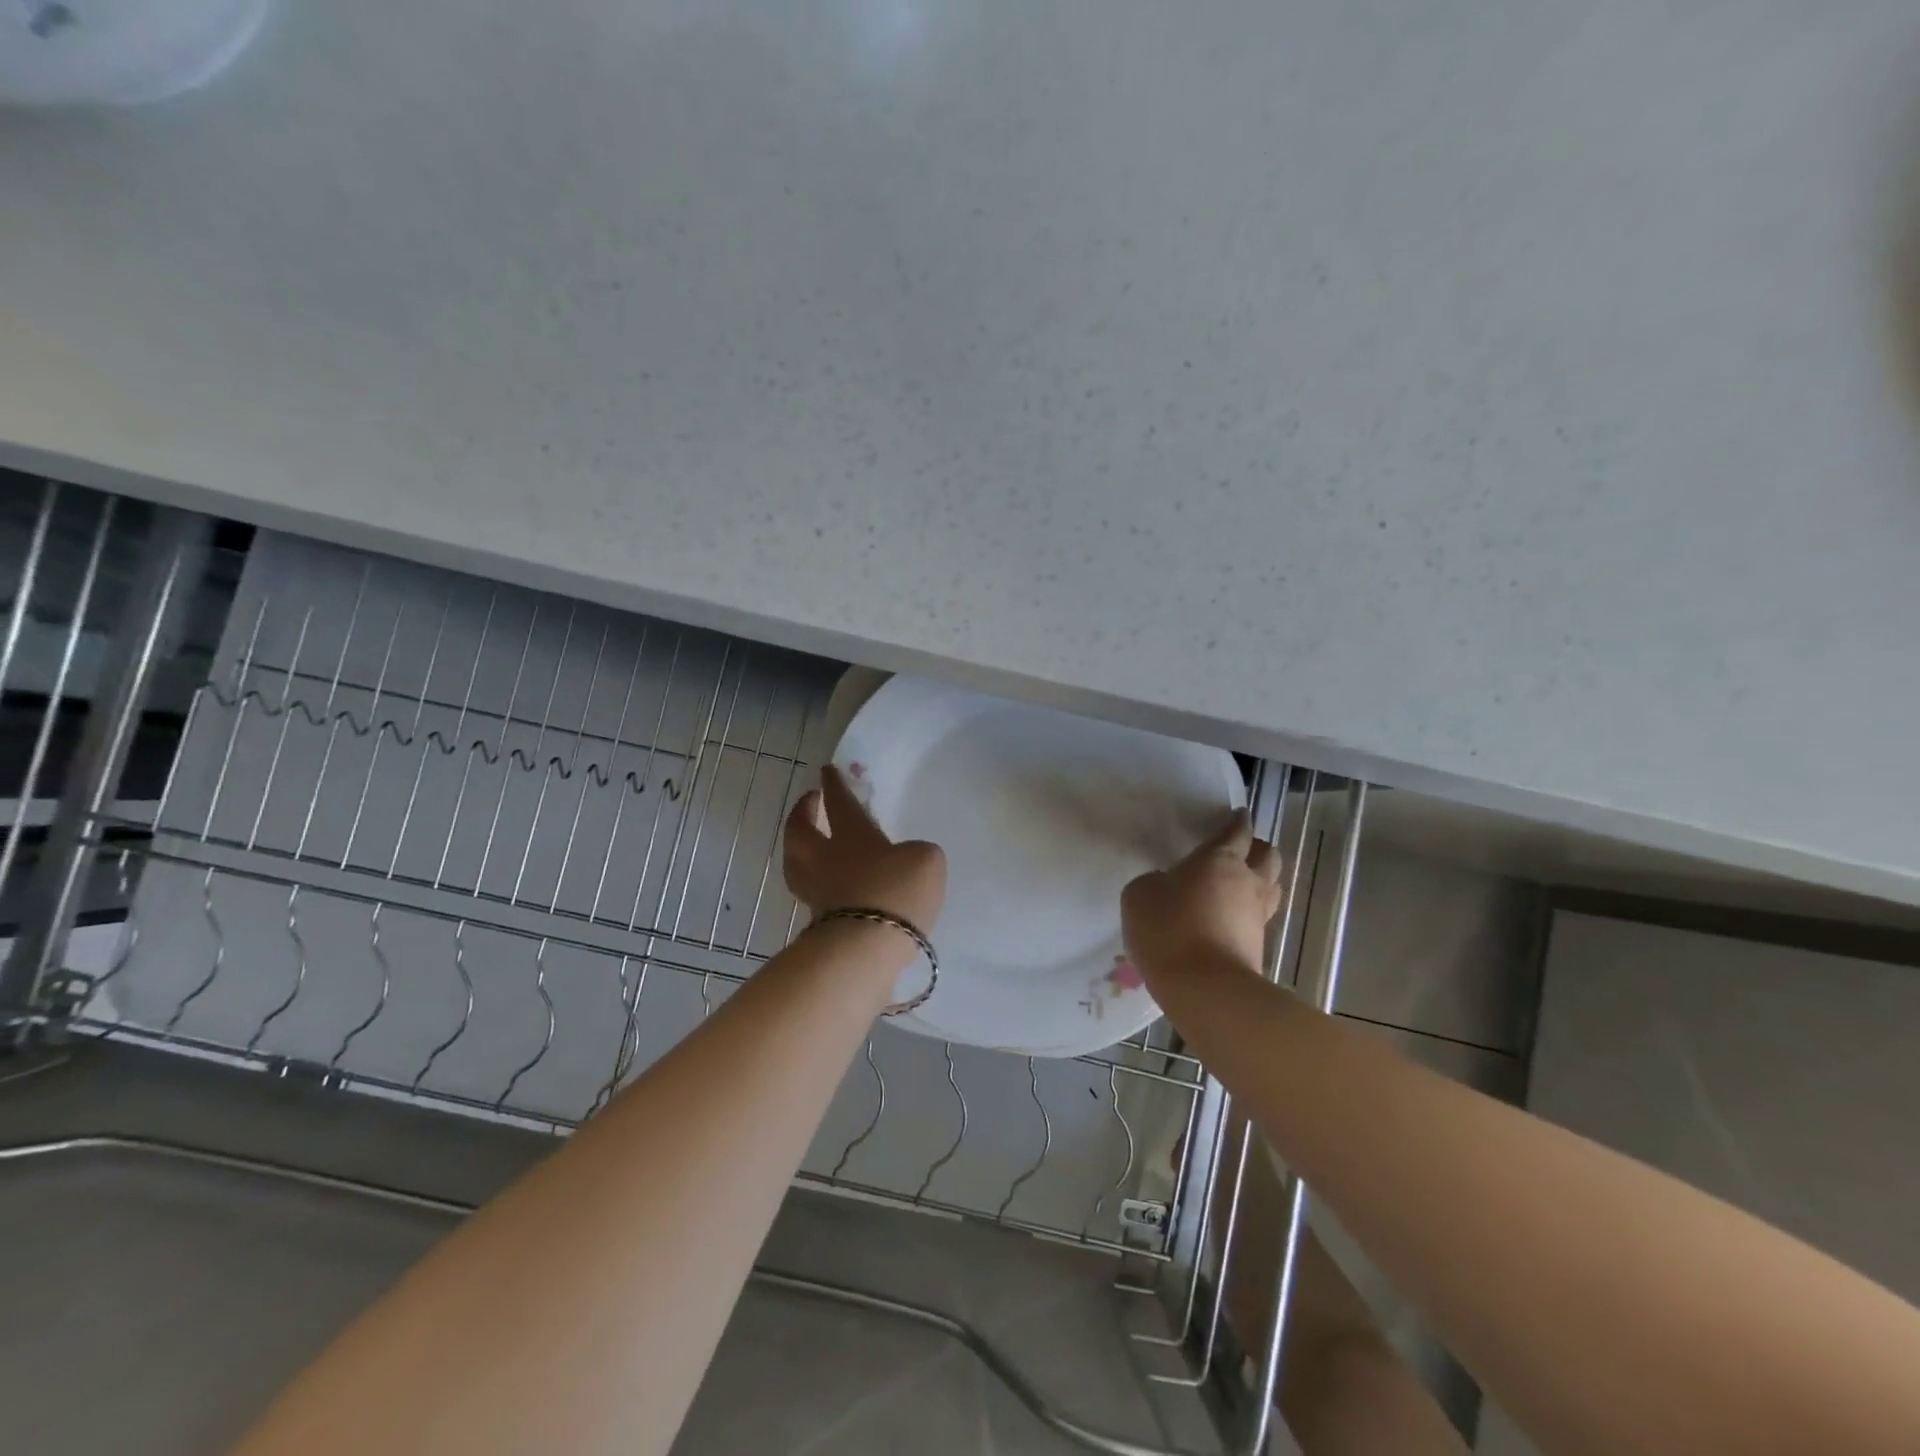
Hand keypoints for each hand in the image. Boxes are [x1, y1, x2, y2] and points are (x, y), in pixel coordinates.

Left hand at [783, 765, 946, 934]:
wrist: (866, 948)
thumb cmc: (896, 892)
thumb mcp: (925, 860)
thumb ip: (916, 853)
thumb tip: (906, 860)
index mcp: (851, 834)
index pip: (838, 802)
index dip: (834, 784)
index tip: (826, 770)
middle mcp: (824, 859)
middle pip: (800, 829)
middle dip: (803, 812)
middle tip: (809, 802)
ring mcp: (816, 893)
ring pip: (796, 862)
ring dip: (799, 848)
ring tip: (810, 844)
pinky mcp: (817, 924)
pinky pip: (811, 893)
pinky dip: (815, 884)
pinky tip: (830, 887)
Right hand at [1121, 811, 1284, 982]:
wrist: (1205, 990)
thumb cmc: (1169, 929)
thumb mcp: (1140, 895)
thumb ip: (1155, 882)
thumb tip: (1166, 886)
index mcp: (1220, 859)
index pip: (1237, 830)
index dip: (1237, 821)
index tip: (1237, 815)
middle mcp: (1247, 882)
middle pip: (1269, 855)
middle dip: (1257, 849)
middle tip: (1239, 851)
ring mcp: (1258, 916)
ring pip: (1271, 887)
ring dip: (1260, 880)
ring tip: (1239, 884)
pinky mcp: (1259, 948)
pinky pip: (1259, 918)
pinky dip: (1248, 913)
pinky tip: (1229, 919)